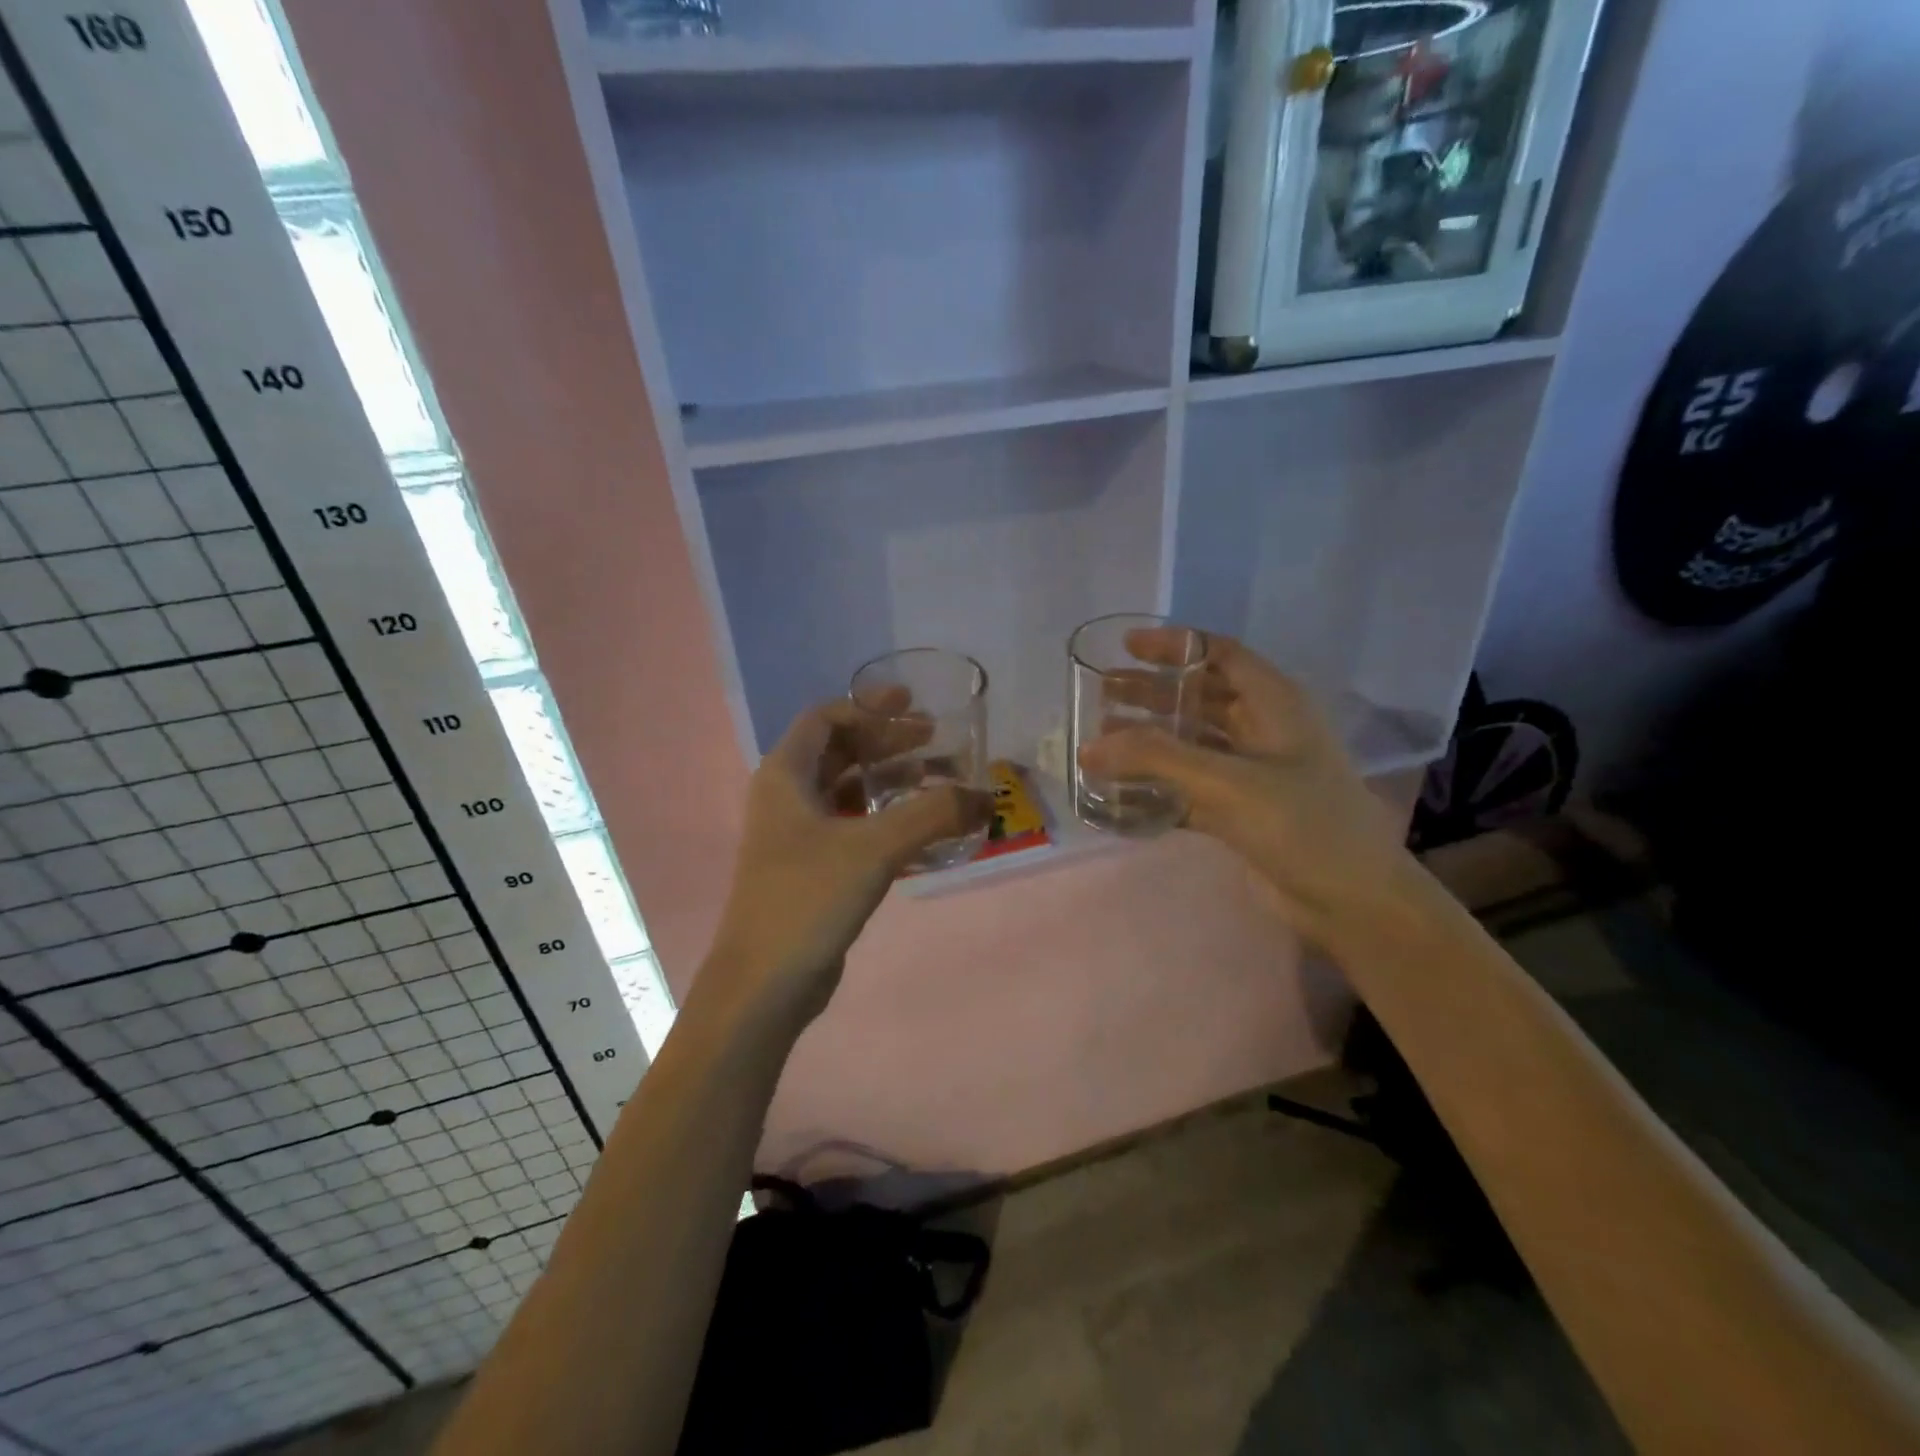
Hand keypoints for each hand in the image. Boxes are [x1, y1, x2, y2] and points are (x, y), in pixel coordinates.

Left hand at [703, 699, 990, 1034]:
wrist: (765, 984)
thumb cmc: (808, 898)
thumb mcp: (875, 847)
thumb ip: (933, 814)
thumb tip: (986, 797)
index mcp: (786, 776)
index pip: (825, 719)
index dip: (868, 707)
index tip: (912, 704)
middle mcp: (788, 799)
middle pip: (841, 753)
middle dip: (888, 742)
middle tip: (936, 739)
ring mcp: (799, 837)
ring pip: (851, 793)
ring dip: (893, 782)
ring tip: (941, 781)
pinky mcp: (815, 871)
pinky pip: (856, 830)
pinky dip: (890, 822)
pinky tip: (928, 832)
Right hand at [1077, 631, 1409, 942]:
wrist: (1353, 901)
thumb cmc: (1301, 823)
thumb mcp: (1228, 782)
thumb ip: (1157, 759)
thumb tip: (1088, 747)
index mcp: (1275, 704)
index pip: (1220, 655)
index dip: (1174, 646)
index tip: (1125, 646)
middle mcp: (1264, 730)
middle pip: (1200, 698)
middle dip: (1152, 693)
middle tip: (1102, 692)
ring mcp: (1253, 772)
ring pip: (1192, 743)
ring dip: (1151, 739)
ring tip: (1103, 737)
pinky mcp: (1241, 810)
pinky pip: (1190, 786)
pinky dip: (1158, 785)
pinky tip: (1122, 789)